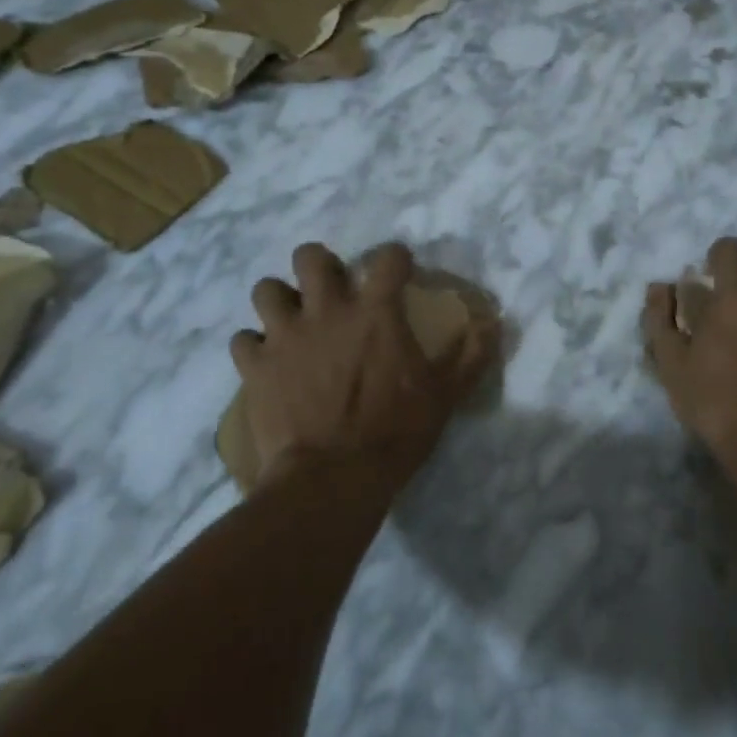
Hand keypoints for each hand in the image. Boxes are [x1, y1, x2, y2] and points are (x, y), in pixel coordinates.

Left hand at [231, 242, 492, 491]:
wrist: (332, 478)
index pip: (387, 258)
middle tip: (331, 289)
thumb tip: (494, 323)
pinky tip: (267, 362)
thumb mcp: (445, 395)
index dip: (395, 258)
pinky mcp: (256, 366)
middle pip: (310, 257)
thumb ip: (471, 355)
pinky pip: (242, 340)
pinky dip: (254, 346)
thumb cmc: (395, 433)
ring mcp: (285, 337)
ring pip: (266, 289)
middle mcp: (327, 311)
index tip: (399, 271)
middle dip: (320, 265)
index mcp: (375, 313)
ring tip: (291, 320)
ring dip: (279, 300)